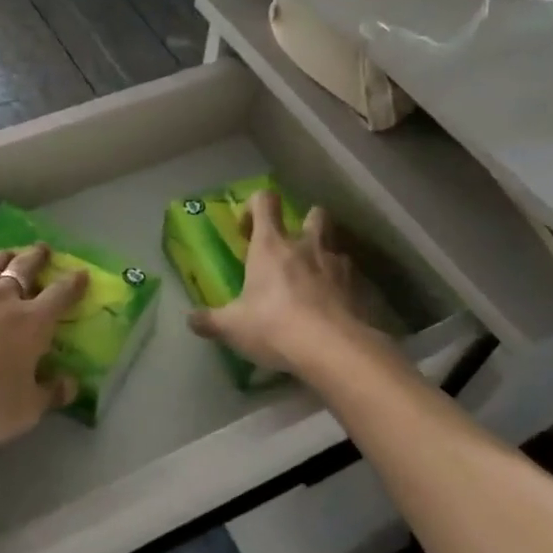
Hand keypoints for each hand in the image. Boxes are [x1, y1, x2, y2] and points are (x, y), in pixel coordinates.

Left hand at [0, 245, 86, 449]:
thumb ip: (50, 395)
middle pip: (24, 268)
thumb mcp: (23, 413)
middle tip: (42, 249)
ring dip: (1, 256)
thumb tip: (71, 382)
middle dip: (37, 256)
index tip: (81, 273)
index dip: (73, 283)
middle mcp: (1, 298)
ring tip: (6, 253)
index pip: (60, 296)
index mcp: (31, 324)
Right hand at [189, 192, 378, 382]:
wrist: (335, 350)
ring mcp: (338, 265)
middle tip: (293, 248)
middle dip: (305, 223)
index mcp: (271, 246)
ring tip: (315, 283)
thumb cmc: (274, 326)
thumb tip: (191, 320)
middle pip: (314, 214)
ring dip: (326, 258)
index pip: (265, 202)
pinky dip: (344, 288)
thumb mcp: (233, 327)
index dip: (255, 207)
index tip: (246, 230)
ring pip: (336, 246)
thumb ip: (211, 321)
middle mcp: (307, 246)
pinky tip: (335, 310)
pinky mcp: (362, 289)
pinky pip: (353, 279)